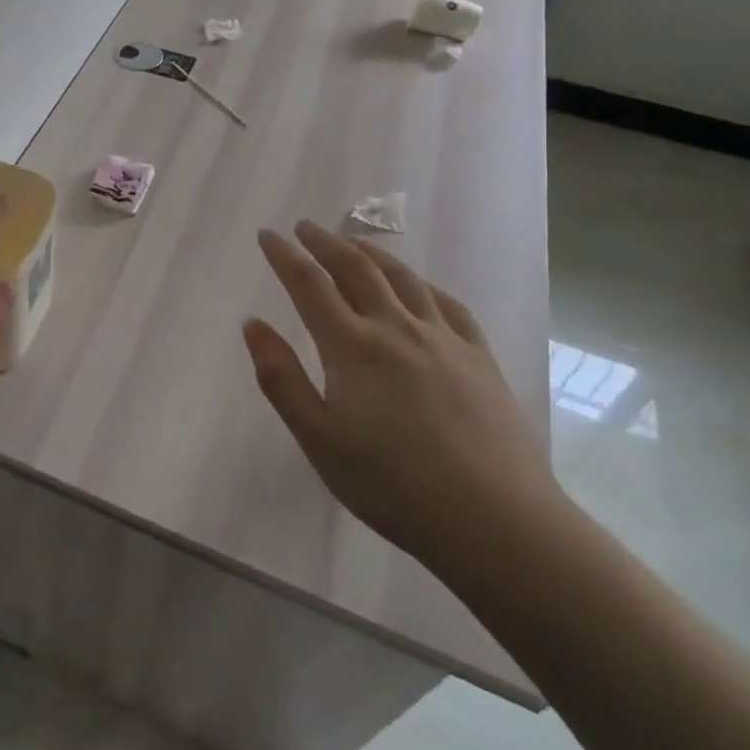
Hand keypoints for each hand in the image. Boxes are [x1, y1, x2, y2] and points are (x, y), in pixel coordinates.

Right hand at [245, 221, 564, 578]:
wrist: (497, 522)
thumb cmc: (394, 486)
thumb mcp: (319, 440)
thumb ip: (281, 379)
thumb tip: (252, 324)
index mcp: (352, 347)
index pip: (310, 285)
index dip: (285, 255)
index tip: (268, 235)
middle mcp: (396, 328)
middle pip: (355, 269)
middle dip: (325, 243)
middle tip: (305, 228)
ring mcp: (443, 339)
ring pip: (402, 278)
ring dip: (371, 252)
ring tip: (352, 242)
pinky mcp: (479, 357)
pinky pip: (447, 304)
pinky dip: (422, 284)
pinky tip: (417, 285)